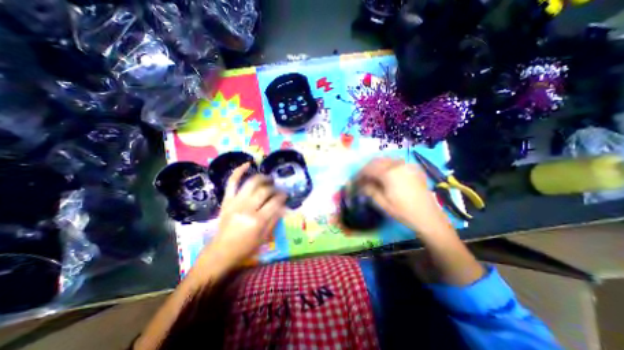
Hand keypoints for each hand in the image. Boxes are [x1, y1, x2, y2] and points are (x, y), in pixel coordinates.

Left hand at [201, 162, 286, 266]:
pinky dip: (239, 172)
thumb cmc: (245, 247)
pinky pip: (232, 182)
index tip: (285, 194)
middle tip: (277, 189)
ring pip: (251, 183)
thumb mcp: (264, 237)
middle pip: (264, 191)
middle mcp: (246, 208)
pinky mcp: (227, 200)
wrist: (221, 251)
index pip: (275, 202)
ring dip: (262, 177)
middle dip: (274, 188)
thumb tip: (283, 205)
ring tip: (268, 179)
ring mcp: (235, 202)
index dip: (282, 196)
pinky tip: (247, 164)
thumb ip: (275, 219)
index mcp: (257, 220)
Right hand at [356, 158, 454, 235]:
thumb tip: (362, 183)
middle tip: (363, 177)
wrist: (428, 216)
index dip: (360, 174)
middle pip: (377, 161)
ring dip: (377, 165)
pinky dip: (388, 165)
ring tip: (373, 175)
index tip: (355, 180)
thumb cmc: (403, 211)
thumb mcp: (382, 203)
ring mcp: (407, 165)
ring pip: (386, 159)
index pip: (369, 169)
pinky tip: (386, 174)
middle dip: (367, 168)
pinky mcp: (413, 168)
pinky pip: (396, 162)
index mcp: (389, 173)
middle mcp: (398, 164)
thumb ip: (370, 190)